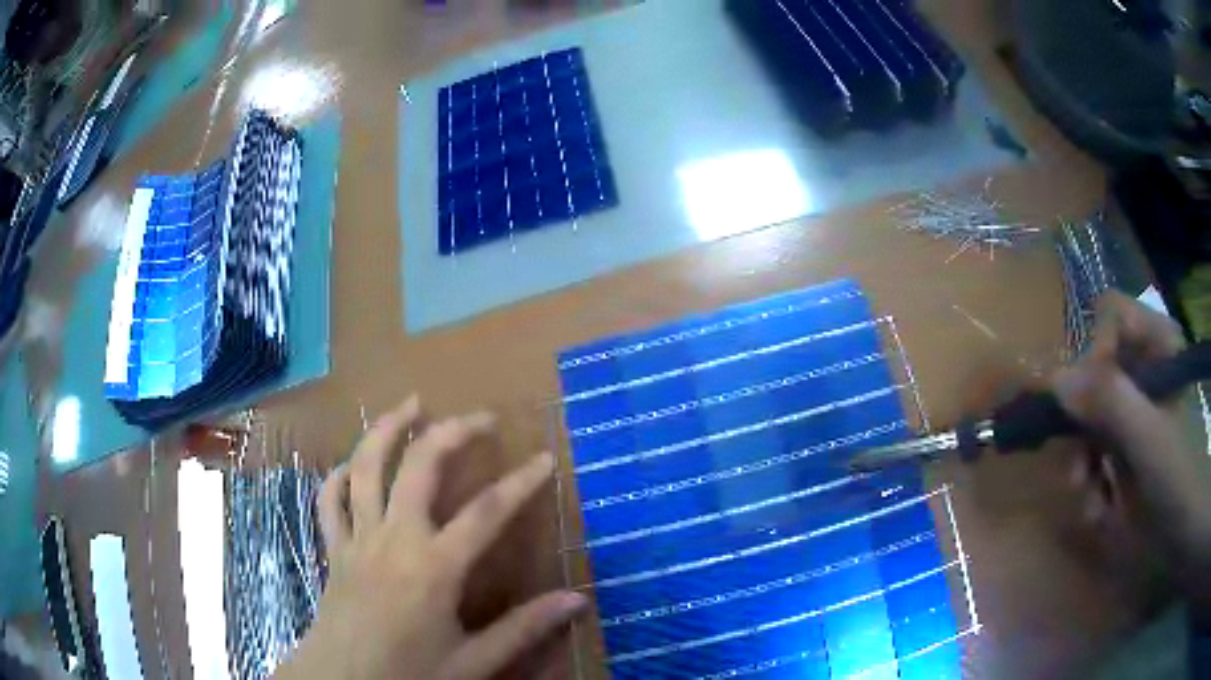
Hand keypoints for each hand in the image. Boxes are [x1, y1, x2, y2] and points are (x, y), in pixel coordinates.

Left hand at [274, 396, 587, 679]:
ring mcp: (357, 539)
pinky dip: (339, 474)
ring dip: (387, 429)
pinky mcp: (334, 549)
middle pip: (419, 467)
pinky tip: (353, 463)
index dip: (521, 482)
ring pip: (365, 468)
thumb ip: (524, 629)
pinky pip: (329, 499)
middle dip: (452, 433)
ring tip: (411, 403)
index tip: (545, 457)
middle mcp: (393, 539)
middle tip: (482, 418)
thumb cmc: (408, 675)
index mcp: (433, 568)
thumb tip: (577, 601)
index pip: (486, 512)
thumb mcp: (473, 661)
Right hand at [1055, 291, 1210, 608]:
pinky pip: (1092, 448)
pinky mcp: (1124, 443)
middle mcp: (1142, 369)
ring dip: (1081, 458)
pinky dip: (1089, 479)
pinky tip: (1096, 507)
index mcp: (1157, 345)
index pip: (1111, 316)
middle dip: (1081, 419)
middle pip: (1094, 368)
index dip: (1095, 350)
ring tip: (1085, 493)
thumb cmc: (1178, 476)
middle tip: (1077, 459)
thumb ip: (1109, 402)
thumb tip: (1054, 378)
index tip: (1089, 400)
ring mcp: (1133, 408)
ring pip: (1088, 413)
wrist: (1184, 529)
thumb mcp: (1149, 439)